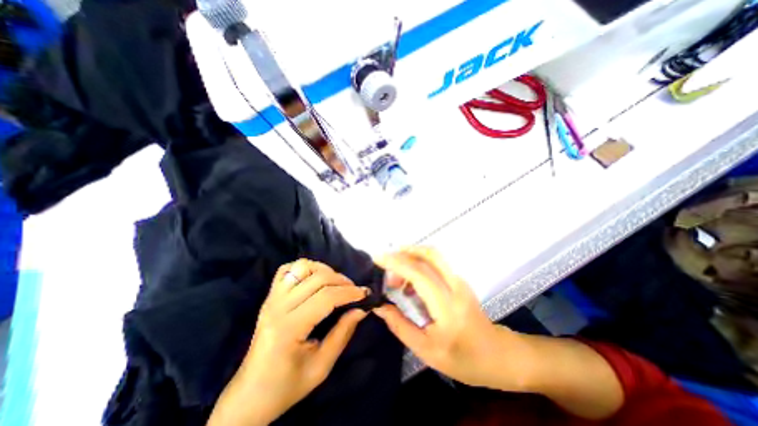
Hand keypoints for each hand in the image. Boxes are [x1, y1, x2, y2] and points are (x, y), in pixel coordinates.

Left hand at [207, 257, 372, 423]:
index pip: (326, 298)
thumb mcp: (321, 366)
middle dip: (342, 281)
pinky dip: (305, 268)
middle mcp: (277, 307)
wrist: (250, 394)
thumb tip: (362, 309)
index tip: (365, 294)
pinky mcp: (269, 297)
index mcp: (289, 328)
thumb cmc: (288, 385)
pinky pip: (287, 270)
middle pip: (317, 279)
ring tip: (336, 283)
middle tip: (354, 291)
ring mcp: (271, 299)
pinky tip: (315, 279)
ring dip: (324, 270)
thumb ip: (343, 333)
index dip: (349, 293)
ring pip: (302, 267)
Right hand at [374, 246, 531, 388]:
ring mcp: (459, 280)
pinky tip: (410, 285)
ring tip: (396, 280)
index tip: (378, 259)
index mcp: (447, 305)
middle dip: (404, 253)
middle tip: (387, 265)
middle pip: (429, 254)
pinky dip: (419, 265)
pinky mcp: (459, 281)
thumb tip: (379, 306)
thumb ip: (400, 325)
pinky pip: (436, 264)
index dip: (396, 262)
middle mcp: (455, 285)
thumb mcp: (427, 350)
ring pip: (433, 256)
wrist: (499, 355)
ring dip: (411, 258)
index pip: (419, 273)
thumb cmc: (463, 358)